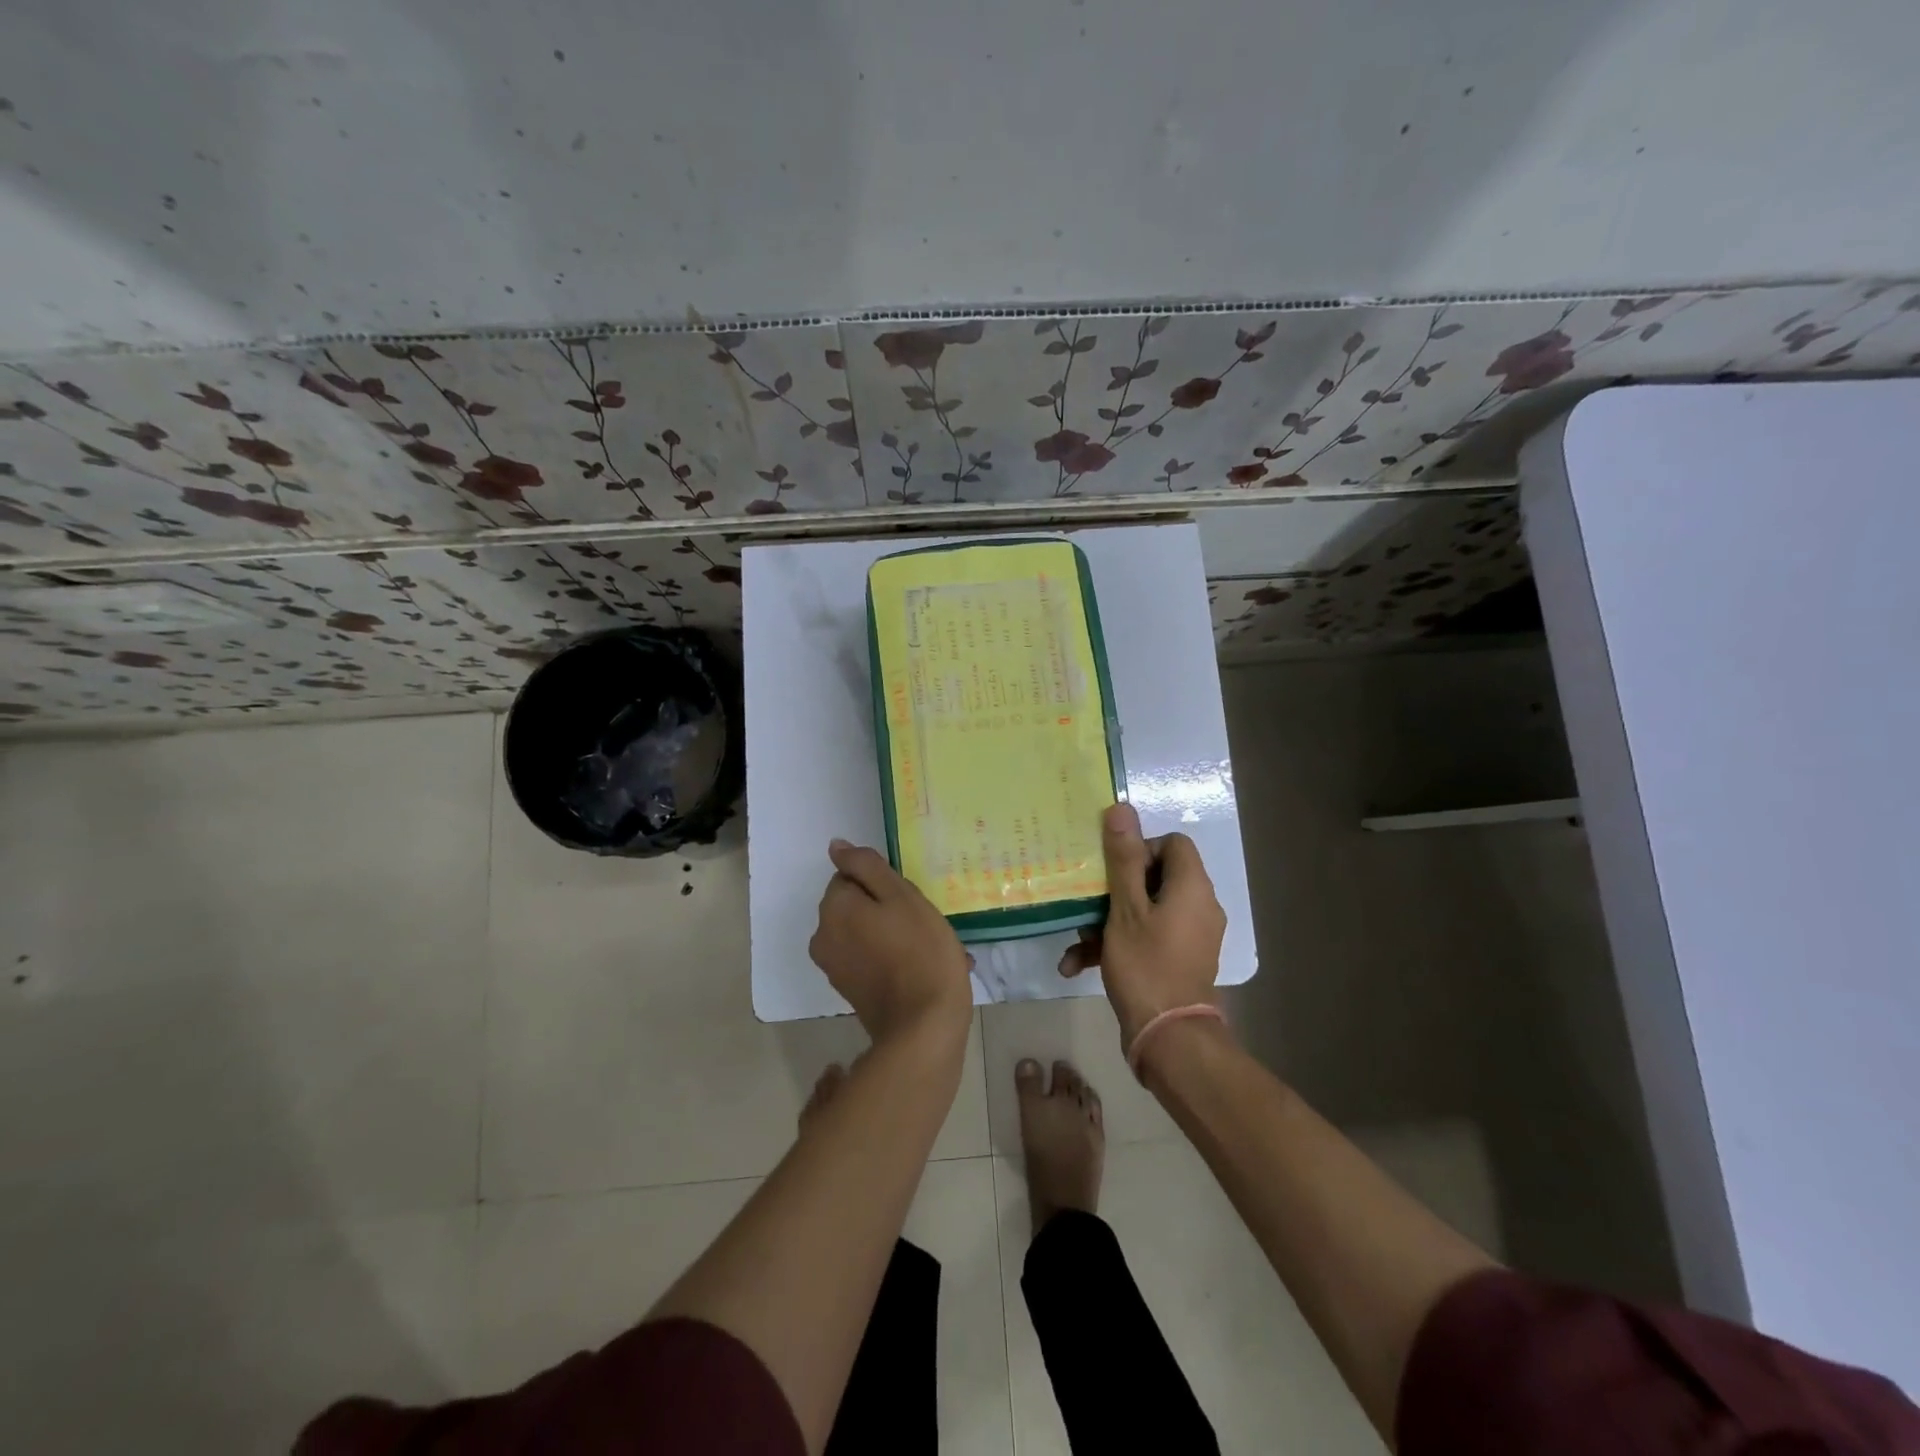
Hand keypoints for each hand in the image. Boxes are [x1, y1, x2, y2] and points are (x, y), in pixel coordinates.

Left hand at [809, 839, 972, 1047]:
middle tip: (923, 924)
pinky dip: (891, 957)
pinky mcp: (849, 990)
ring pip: (865, 932)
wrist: (925, 1026)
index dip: (884, 885)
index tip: (909, 901)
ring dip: (893, 933)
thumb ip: (866, 866)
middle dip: (886, 909)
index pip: (852, 876)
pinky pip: (869, 958)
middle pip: (856, 905)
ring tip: (929, 947)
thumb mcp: (901, 895)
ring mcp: (834, 967)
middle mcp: (823, 935)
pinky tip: (921, 967)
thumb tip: (835, 846)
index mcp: (833, 908)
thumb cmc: (920, 950)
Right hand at [1061, 802, 1225, 1045]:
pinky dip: (1116, 945)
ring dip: (1106, 921)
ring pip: (1145, 910)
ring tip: (1075, 939)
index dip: (1140, 847)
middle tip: (1087, 901)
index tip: (1113, 869)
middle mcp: (1198, 907)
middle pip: (1155, 877)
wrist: (1168, 1039)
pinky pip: (1147, 938)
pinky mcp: (1178, 960)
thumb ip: (1124, 858)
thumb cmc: (1146, 965)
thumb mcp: (1125, 908)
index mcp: (1192, 887)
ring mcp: (1190, 936)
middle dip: (1114, 889)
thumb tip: (1122, 809)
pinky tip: (1076, 964)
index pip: (1173, 844)